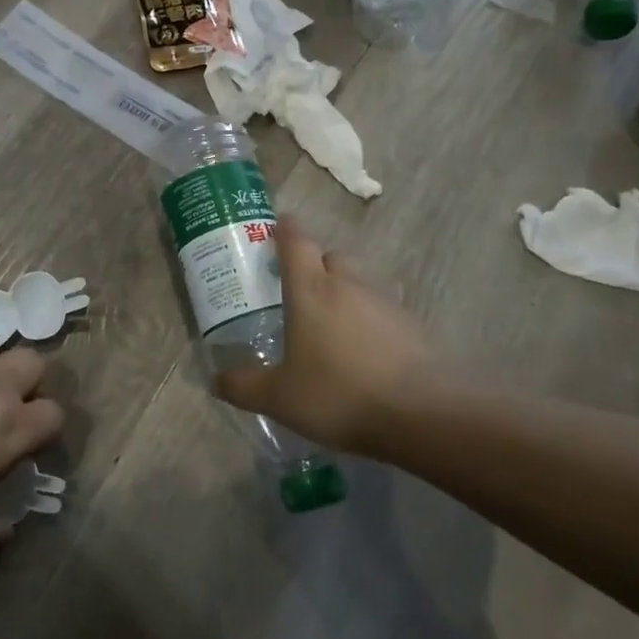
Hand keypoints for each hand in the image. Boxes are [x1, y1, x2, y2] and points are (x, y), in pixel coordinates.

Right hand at [215, 218, 437, 456]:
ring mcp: (385, 305)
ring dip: (343, 295)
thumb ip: (244, 387)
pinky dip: (367, 324)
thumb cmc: (338, 394)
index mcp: (311, 291)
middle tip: (298, 289)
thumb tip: (215, 380)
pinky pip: (382, 314)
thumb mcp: (279, 397)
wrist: (423, 414)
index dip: (285, 229)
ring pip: (359, 285)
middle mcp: (349, 287)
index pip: (297, 243)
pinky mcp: (412, 328)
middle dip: (315, 264)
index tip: (278, 224)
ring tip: (328, 329)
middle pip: (332, 257)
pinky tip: (362, 355)